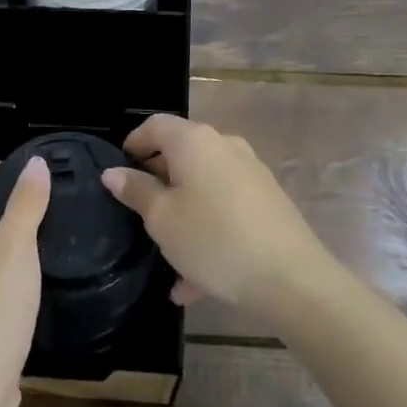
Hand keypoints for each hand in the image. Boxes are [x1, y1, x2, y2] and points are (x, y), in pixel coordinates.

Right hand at [102, 115, 329, 316]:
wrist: (292, 278)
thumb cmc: (213, 239)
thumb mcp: (162, 218)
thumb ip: (136, 191)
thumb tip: (114, 172)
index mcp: (194, 141)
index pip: (154, 125)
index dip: (132, 144)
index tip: (118, 173)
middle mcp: (224, 146)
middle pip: (181, 155)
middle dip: (157, 184)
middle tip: (138, 215)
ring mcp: (251, 173)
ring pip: (203, 188)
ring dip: (182, 215)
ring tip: (167, 258)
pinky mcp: (268, 201)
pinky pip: (226, 209)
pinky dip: (207, 231)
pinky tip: (196, 281)